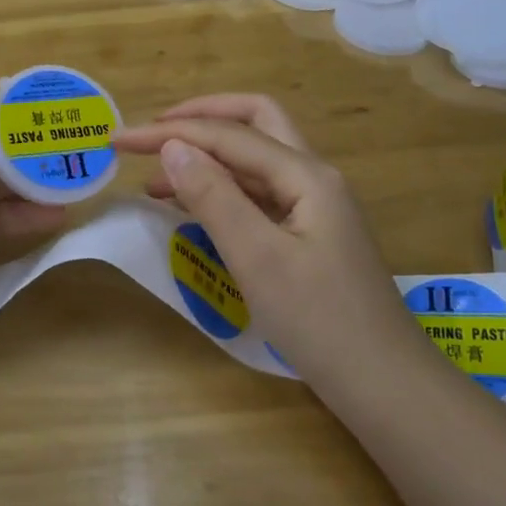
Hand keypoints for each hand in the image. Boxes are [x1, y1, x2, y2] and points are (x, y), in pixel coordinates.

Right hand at [115, 94, 408, 378]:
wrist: (386, 386)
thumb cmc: (321, 322)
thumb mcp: (258, 258)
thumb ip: (214, 197)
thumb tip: (172, 146)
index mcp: (306, 175)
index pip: (227, 135)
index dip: (169, 131)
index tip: (119, 141)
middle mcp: (313, 177)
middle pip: (253, 122)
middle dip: (199, 119)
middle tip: (152, 134)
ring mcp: (314, 206)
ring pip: (254, 160)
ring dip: (207, 157)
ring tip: (156, 180)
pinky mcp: (308, 233)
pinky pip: (258, 193)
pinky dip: (222, 189)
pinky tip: (194, 209)